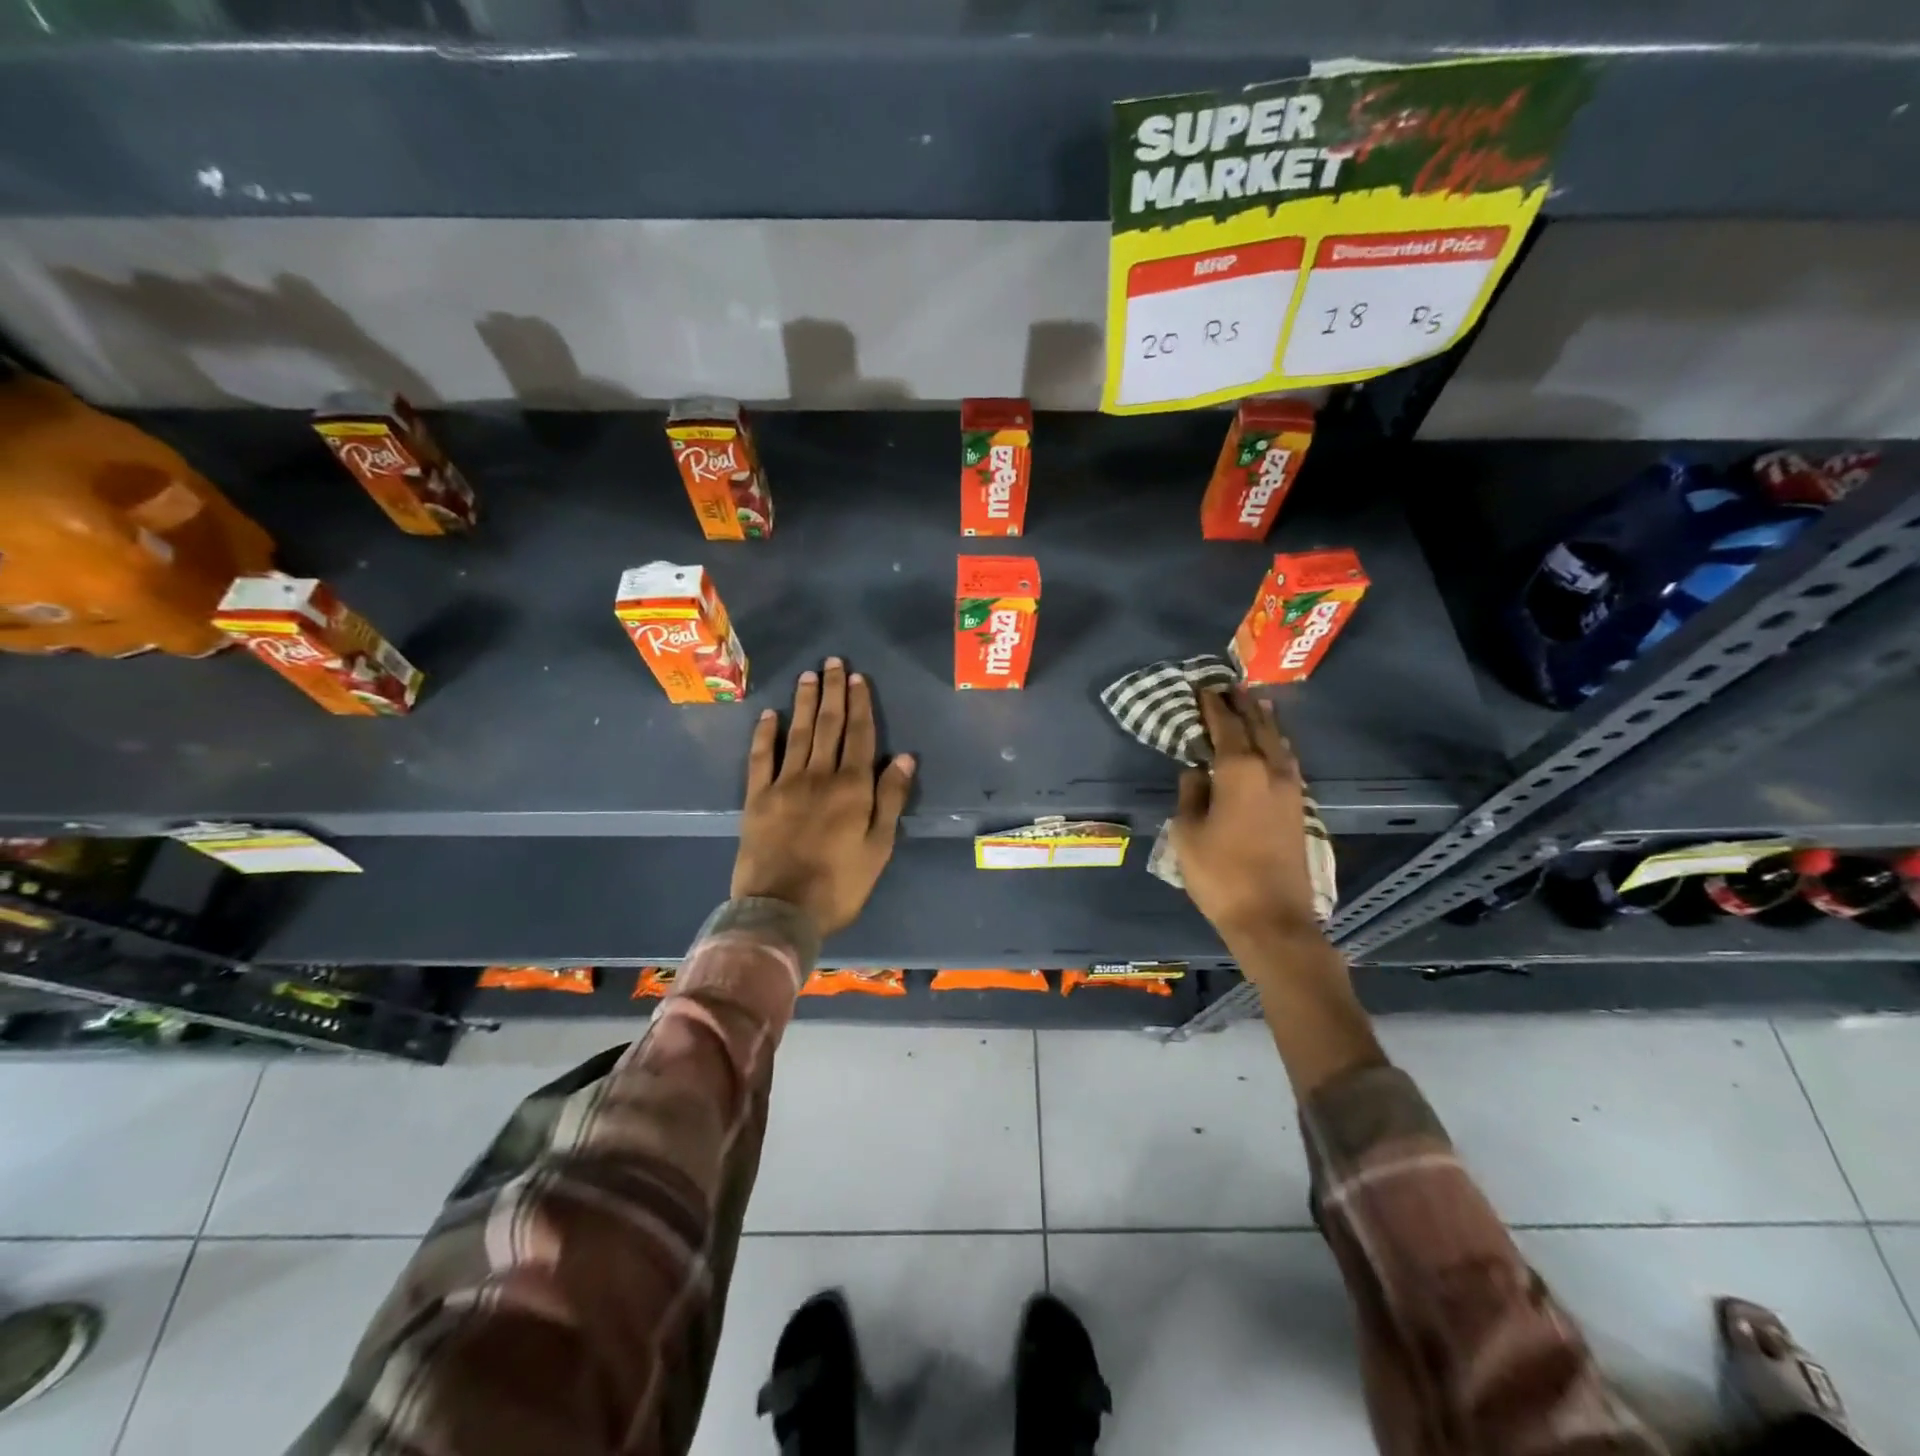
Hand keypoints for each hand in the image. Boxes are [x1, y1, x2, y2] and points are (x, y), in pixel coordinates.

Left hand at [731, 659, 915, 936]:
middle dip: (832, 692)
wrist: (781, 909)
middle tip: (832, 662)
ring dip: (803, 702)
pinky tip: (769, 715)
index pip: (859, 736)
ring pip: (797, 733)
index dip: (860, 705)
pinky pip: (761, 758)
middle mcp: (819, 776)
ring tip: (808, 676)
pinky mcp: (757, 798)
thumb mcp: (878, 847)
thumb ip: (890, 800)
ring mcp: (784, 784)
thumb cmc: (839, 884)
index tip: (858, 678)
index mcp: (852, 788)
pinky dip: (765, 734)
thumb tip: (905, 758)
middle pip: (828, 726)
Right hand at [1170, 689, 1321, 946]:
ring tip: (1254, 705)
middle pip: (1258, 726)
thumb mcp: (1187, 832)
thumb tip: (1196, 771)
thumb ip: (1190, 794)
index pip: (1225, 725)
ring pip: (1279, 743)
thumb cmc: (1219, 874)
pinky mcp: (1299, 808)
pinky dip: (1276, 745)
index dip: (1213, 705)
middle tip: (1229, 687)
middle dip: (1243, 705)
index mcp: (1239, 771)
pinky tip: (1272, 746)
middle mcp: (1270, 771)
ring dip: (1265, 722)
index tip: (1203, 687)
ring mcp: (1290, 789)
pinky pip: (1287, 762)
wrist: (1272, 918)